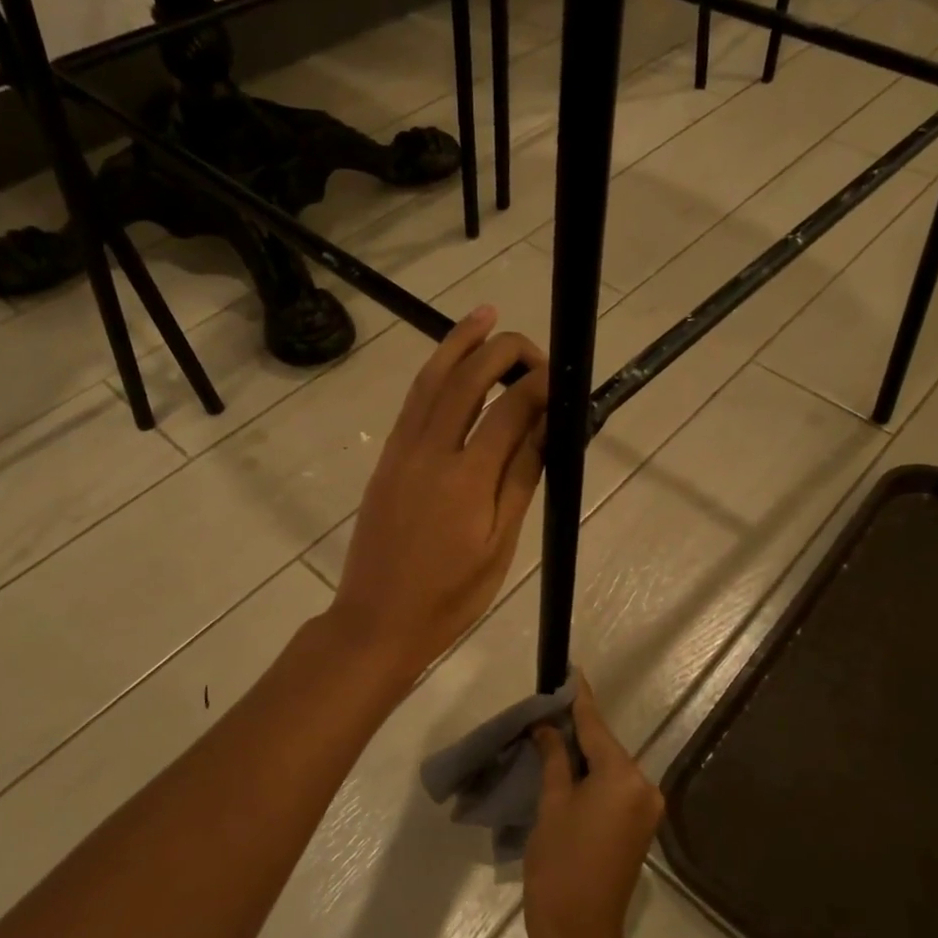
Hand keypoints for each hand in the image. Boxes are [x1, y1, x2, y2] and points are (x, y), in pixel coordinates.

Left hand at [329, 307, 548, 685]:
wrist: (377, 621)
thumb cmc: (449, 596)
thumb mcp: (499, 546)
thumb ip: (521, 480)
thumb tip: (545, 427)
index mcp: (467, 477)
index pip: (510, 410)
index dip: (538, 385)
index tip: (560, 377)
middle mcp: (430, 451)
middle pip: (466, 381)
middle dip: (500, 350)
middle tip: (529, 345)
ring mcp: (401, 453)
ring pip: (430, 382)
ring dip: (457, 344)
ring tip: (483, 316)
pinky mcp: (386, 461)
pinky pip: (412, 405)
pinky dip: (434, 375)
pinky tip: (448, 367)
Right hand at [524, 674, 664, 937]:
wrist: (581, 936)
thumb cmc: (559, 865)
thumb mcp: (550, 805)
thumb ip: (554, 759)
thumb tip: (547, 728)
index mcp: (622, 777)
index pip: (595, 726)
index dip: (579, 698)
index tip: (571, 671)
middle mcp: (643, 786)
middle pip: (605, 745)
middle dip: (578, 728)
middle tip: (548, 708)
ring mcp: (646, 808)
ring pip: (610, 766)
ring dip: (584, 753)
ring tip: (552, 735)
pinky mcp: (640, 827)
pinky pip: (615, 787)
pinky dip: (594, 776)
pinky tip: (569, 768)